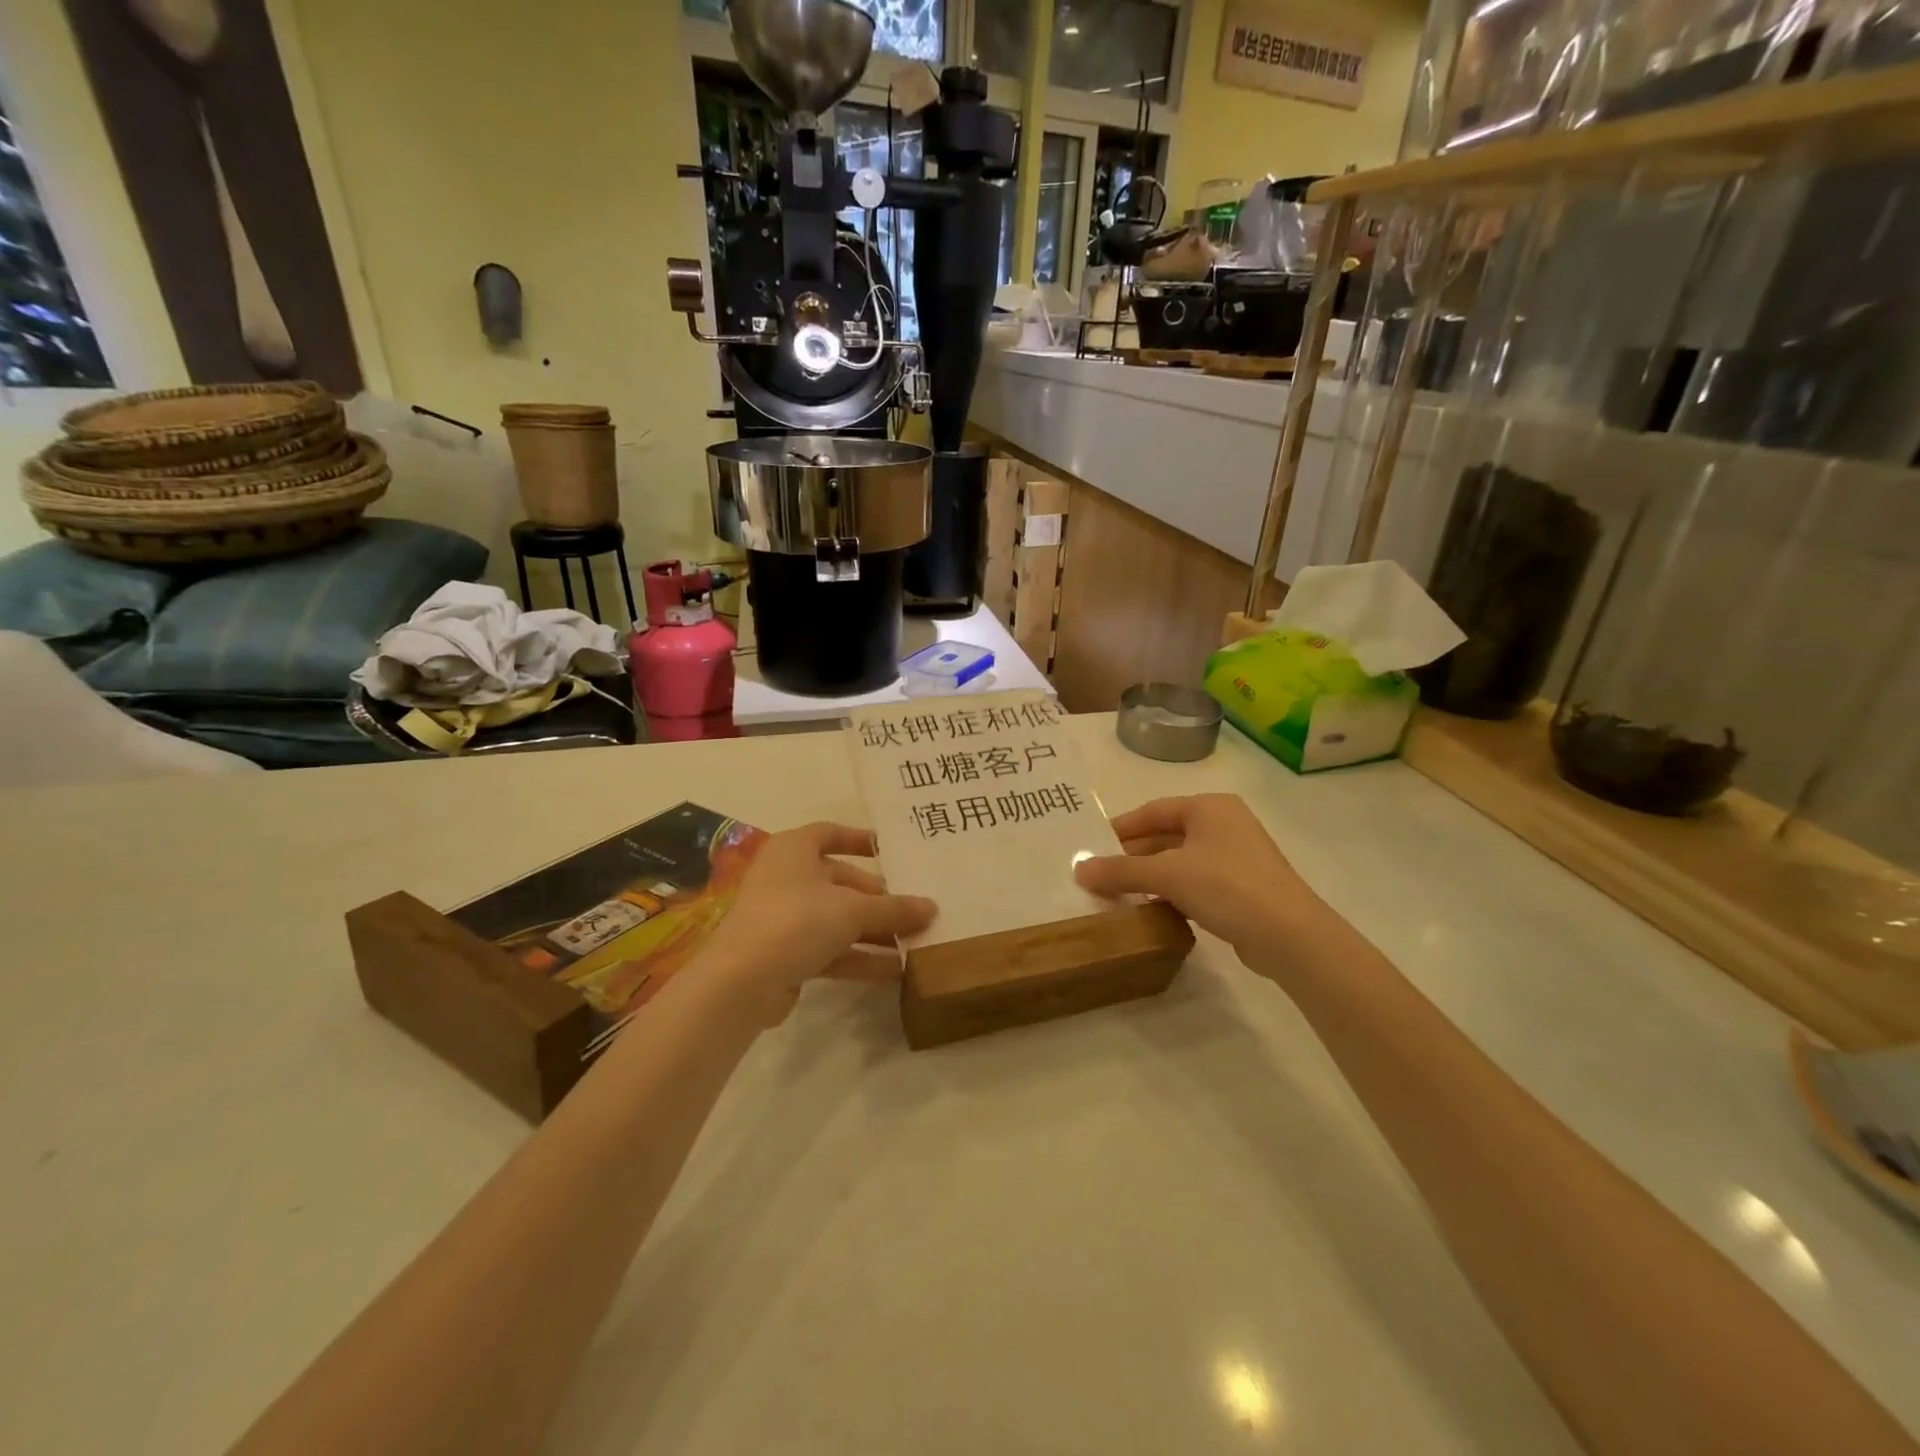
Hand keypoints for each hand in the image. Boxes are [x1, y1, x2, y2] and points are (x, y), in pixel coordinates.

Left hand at [701, 822, 936, 1020]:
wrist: (741, 982)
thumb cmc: (796, 920)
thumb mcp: (853, 910)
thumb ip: (894, 908)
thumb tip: (932, 908)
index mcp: (794, 850)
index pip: (830, 833)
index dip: (859, 839)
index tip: (891, 851)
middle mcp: (786, 877)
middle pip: (840, 881)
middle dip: (877, 897)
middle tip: (914, 908)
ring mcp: (784, 918)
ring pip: (837, 919)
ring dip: (874, 931)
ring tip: (915, 942)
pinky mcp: (786, 955)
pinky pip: (830, 949)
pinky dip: (859, 957)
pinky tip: (895, 970)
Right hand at [1073, 794, 1322, 971]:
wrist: (1290, 936)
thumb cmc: (1227, 887)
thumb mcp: (1167, 875)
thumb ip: (1121, 871)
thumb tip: (1079, 869)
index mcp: (1209, 807)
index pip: (1152, 811)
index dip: (1120, 828)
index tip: (1091, 846)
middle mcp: (1224, 824)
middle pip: (1165, 835)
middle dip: (1132, 855)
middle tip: (1098, 873)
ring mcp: (1237, 857)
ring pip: (1180, 860)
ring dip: (1150, 876)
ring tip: (1117, 893)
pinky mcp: (1243, 888)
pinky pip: (1196, 881)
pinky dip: (1172, 891)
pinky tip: (1151, 909)